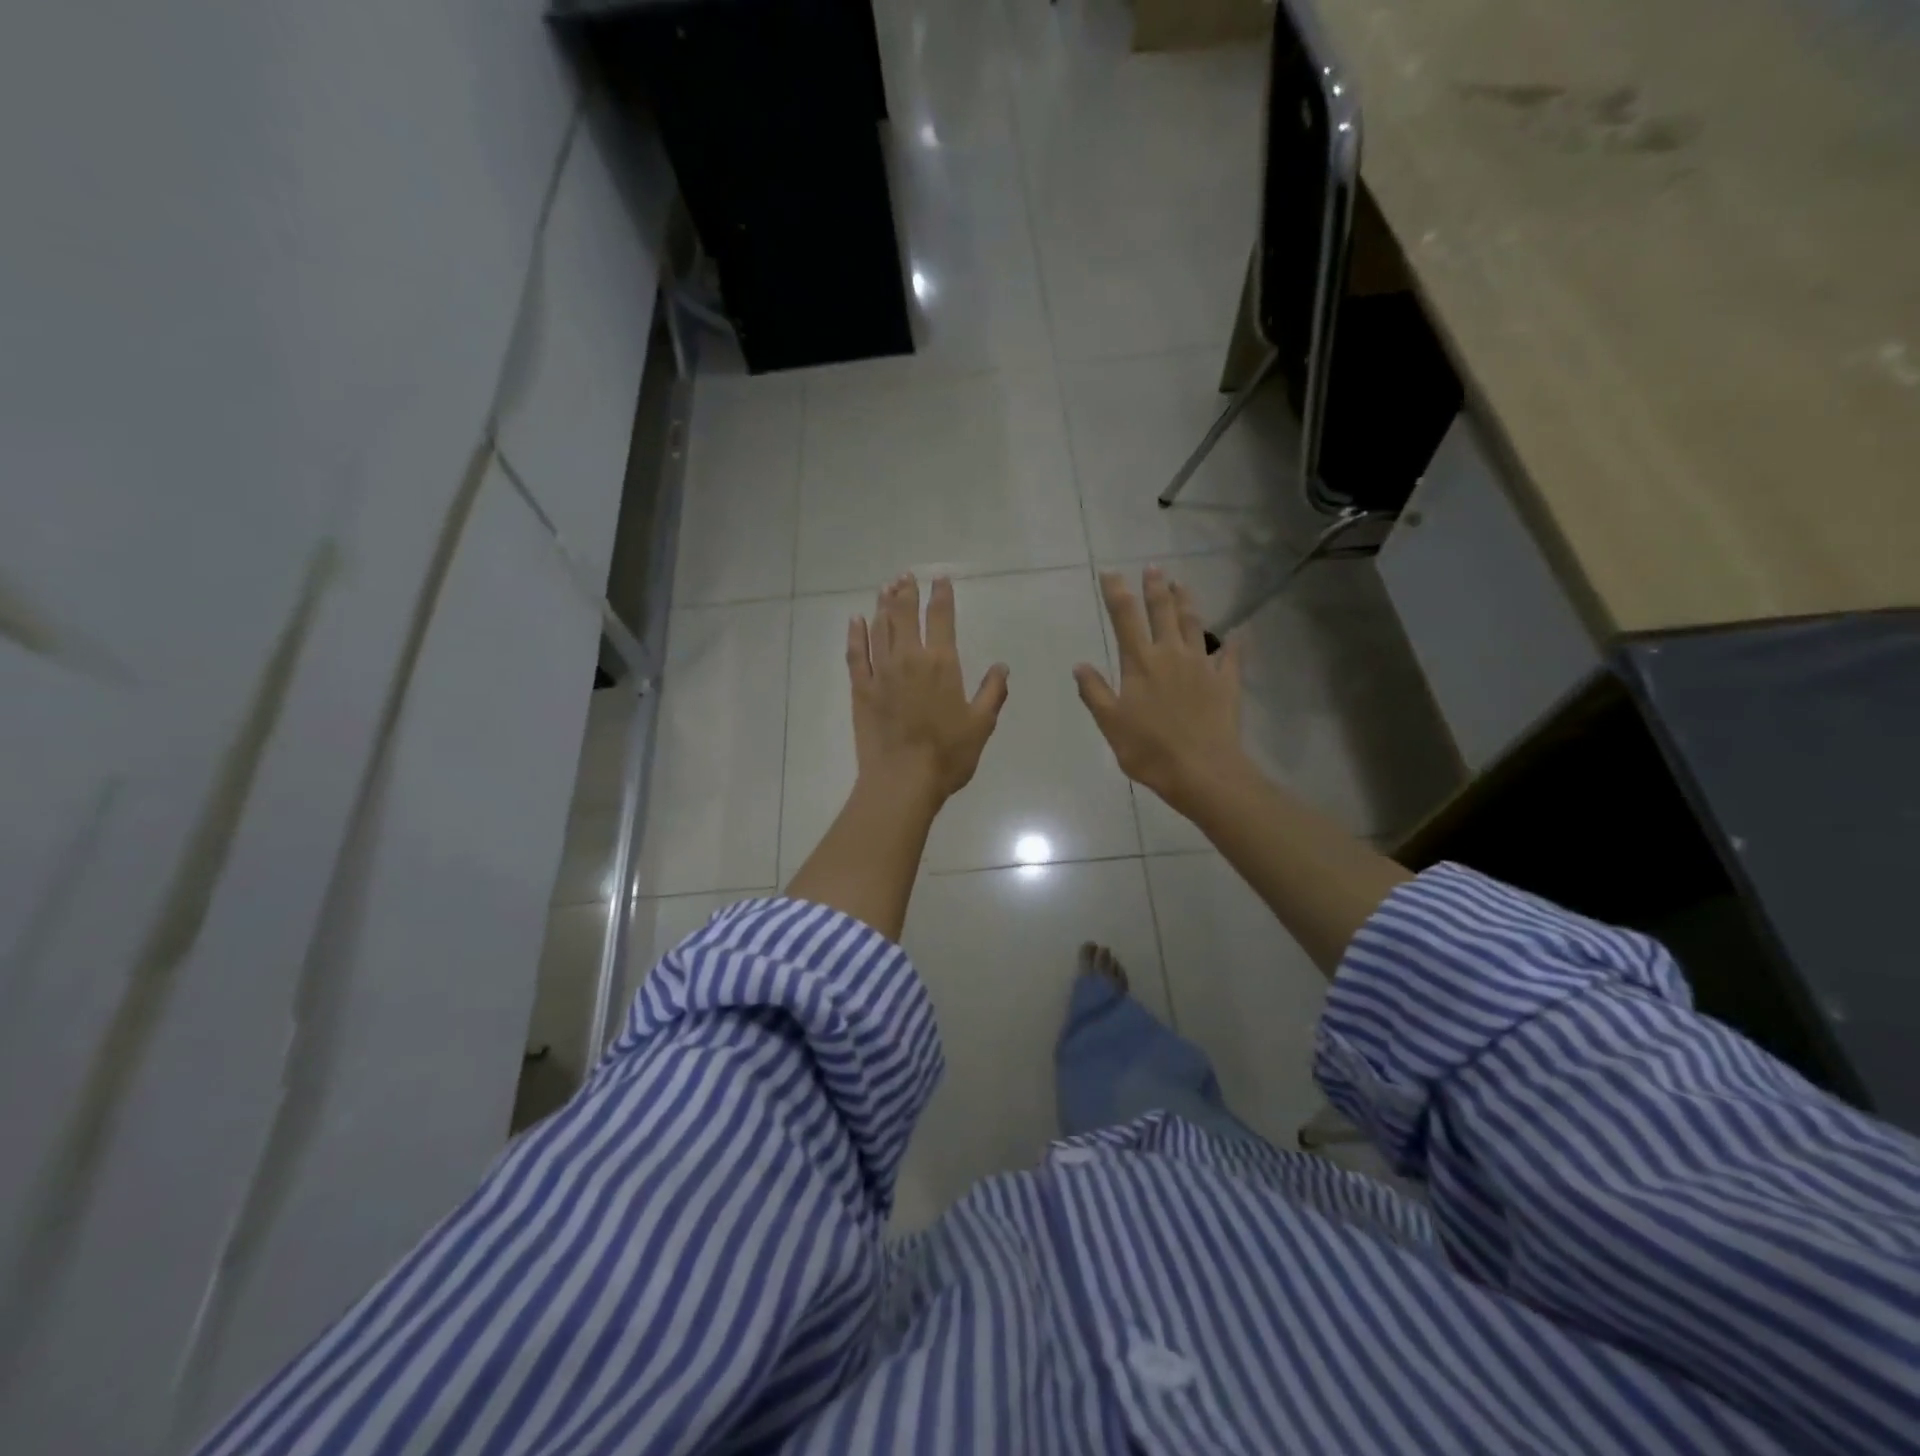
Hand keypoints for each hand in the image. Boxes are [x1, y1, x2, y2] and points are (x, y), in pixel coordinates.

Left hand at [848, 573, 1009, 805]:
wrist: (902, 781)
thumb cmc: (948, 755)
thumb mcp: (981, 725)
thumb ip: (992, 692)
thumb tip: (1001, 666)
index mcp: (942, 663)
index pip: (941, 618)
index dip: (941, 595)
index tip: (940, 579)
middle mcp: (909, 659)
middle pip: (905, 615)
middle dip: (906, 592)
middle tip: (905, 576)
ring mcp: (881, 672)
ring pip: (880, 629)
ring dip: (883, 606)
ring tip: (886, 588)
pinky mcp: (861, 689)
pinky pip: (856, 654)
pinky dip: (855, 634)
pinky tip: (855, 620)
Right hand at [1074, 567, 1246, 815]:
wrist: (1201, 771)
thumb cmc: (1149, 749)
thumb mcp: (1110, 724)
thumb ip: (1094, 692)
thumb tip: (1080, 665)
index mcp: (1140, 663)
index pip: (1125, 618)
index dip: (1117, 592)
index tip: (1111, 573)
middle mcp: (1171, 654)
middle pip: (1162, 612)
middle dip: (1155, 587)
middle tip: (1153, 568)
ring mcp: (1202, 665)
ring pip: (1194, 624)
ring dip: (1187, 602)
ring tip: (1182, 584)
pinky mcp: (1226, 681)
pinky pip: (1230, 655)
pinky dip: (1232, 642)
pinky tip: (1235, 633)